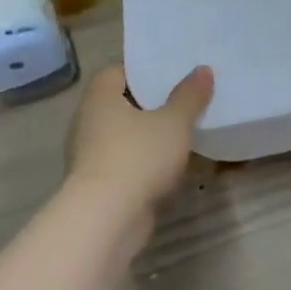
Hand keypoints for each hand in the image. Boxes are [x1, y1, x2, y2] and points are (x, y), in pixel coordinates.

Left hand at [65, 63, 213, 229]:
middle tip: (184, 100)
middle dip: (150, 103)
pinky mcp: (97, 184)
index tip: (171, 73)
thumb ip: (190, 95)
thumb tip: (203, 69)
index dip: (143, 70)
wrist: (106, 219)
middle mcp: (87, 121)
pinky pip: (125, 161)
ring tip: (182, 132)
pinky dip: (144, 161)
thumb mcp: (174, 122)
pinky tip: (170, 165)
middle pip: (121, 103)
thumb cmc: (138, 156)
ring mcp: (89, 155)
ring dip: (147, 135)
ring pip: (123, 135)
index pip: (117, 71)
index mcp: (100, 98)